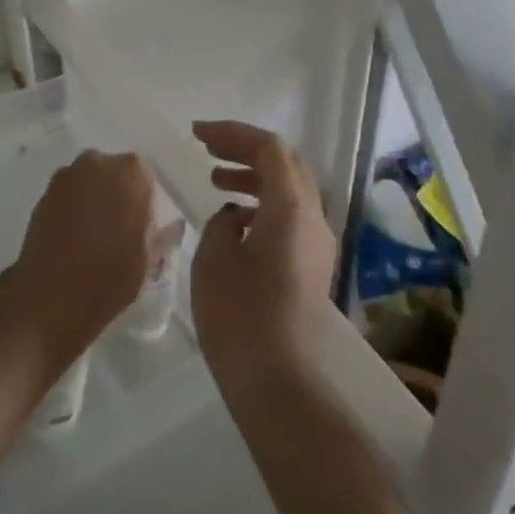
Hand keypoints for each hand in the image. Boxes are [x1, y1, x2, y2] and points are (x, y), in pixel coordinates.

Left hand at [7, 150, 156, 363]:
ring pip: (88, 181)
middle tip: (120, 228)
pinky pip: (68, 195)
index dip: (144, 201)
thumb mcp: (148, 259)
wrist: (52, 296)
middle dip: (117, 192)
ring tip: (94, 234)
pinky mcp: (43, 194)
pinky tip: (73, 237)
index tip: (142, 225)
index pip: (144, 176)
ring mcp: (66, 176)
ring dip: (93, 198)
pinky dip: (72, 208)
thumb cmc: (110, 276)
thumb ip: (161, 234)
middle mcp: (97, 163)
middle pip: (113, 172)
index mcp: (131, 173)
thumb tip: (174, 226)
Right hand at [190, 121, 336, 388]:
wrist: (276, 380)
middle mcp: (313, 217)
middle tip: (208, 147)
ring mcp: (318, 243)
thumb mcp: (214, 255)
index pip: (268, 147)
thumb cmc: (239, 313)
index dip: (232, 133)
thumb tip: (234, 217)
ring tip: (215, 178)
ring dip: (254, 175)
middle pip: (285, 162)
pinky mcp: (313, 265)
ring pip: (290, 189)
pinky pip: (290, 215)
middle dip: (245, 148)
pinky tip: (233, 219)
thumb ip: (222, 221)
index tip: (196, 134)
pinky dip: (263, 202)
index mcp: (291, 207)